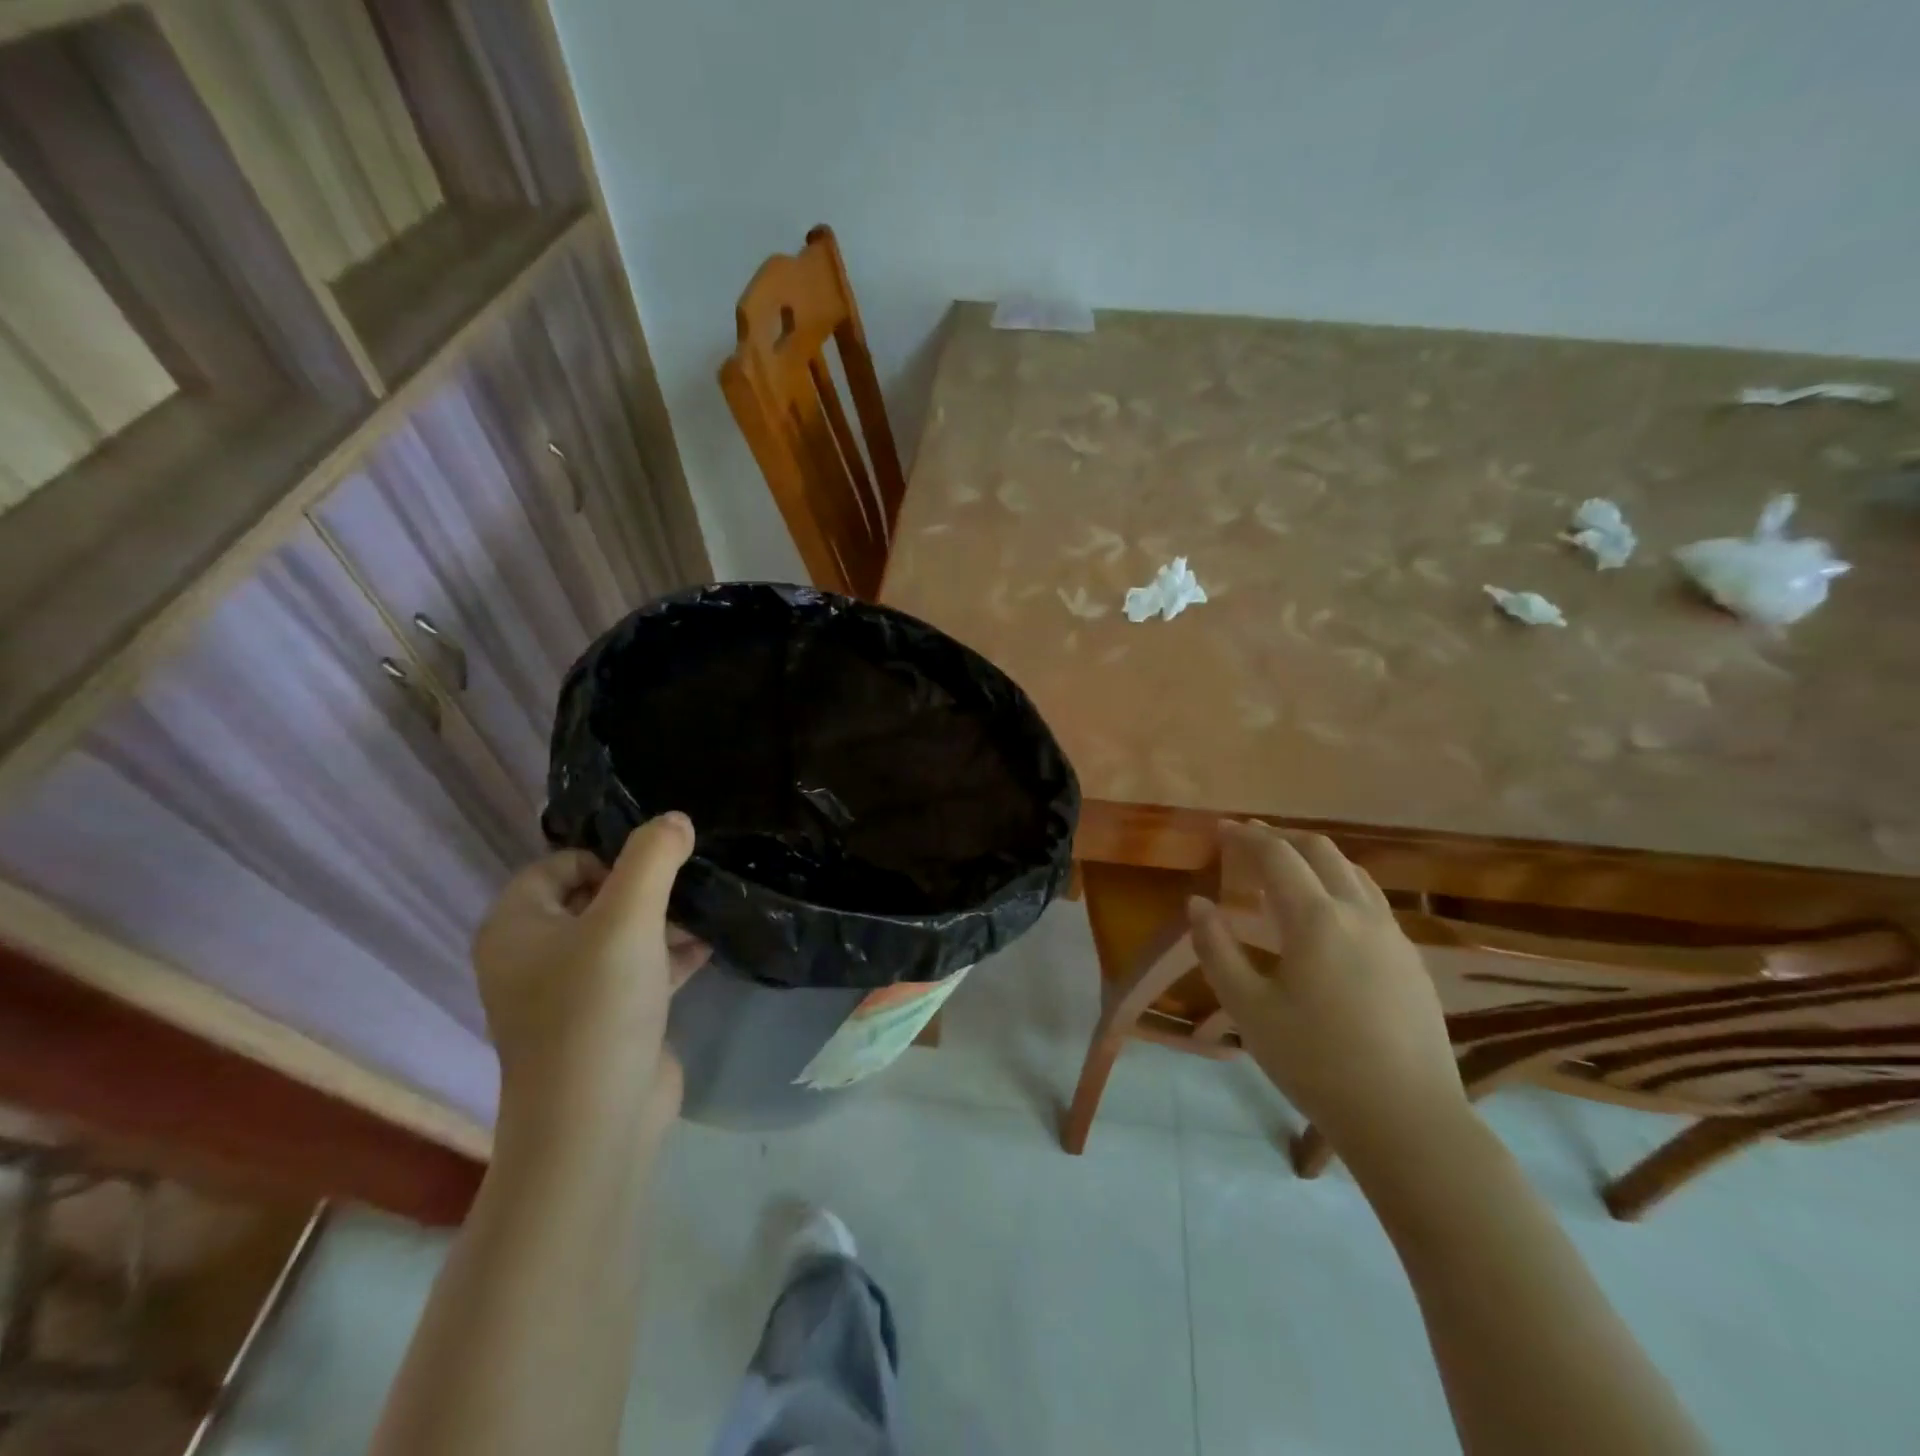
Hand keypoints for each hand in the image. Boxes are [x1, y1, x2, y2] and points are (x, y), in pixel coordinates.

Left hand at [473, 813, 708, 1131]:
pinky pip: (636, 970)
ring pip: (619, 935)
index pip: (558, 865)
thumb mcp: (628, 917)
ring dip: (663, 921)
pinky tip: (709, 947)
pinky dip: (668, 956)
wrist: (597, 1119)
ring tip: (707, 912)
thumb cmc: (598, 1006)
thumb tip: (675, 820)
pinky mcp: (604, 1020)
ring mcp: (568, 993)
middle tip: (687, 888)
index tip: (654, 871)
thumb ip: (653, 858)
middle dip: (645, 889)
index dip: (607, 858)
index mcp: (515, 927)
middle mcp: (532, 957)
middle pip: (592, 898)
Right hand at [1188, 822, 1468, 1170]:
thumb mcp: (1249, 1009)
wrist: (1409, 1121)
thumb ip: (1217, 949)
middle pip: (1321, 852)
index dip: (1246, 836)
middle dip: (1283, 839)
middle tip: (1251, 842)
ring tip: (1289, 871)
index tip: (1222, 829)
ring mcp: (1393, 936)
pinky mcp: (1413, 962)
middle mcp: (1359, 913)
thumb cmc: (1316, 1063)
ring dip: (1316, 859)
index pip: (1277, 855)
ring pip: (1354, 874)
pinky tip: (1330, 918)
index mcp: (1316, 918)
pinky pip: (1373, 902)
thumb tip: (1198, 904)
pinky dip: (1341, 887)